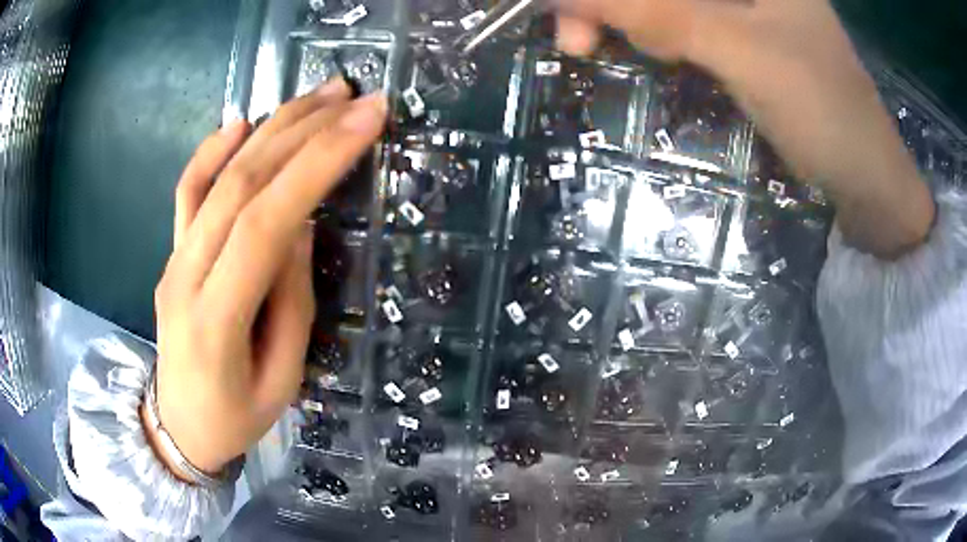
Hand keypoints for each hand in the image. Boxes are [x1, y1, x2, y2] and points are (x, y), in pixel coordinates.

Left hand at [144, 79, 387, 478]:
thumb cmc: (235, 417)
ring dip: (271, 128)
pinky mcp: (171, 252)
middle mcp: (186, 275)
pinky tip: (243, 120)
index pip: (266, 221)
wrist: (178, 427)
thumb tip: (300, 225)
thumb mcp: (281, 381)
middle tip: (354, 97)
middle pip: (242, 184)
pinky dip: (212, 149)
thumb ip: (290, 301)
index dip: (317, 164)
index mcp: (216, 319)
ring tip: (319, 96)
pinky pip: (186, 192)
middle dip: (304, 131)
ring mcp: (173, 259)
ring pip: (218, 177)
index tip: (366, 121)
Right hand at [553, 0, 934, 257]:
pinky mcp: (745, 38)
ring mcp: (747, 10)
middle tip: (578, 41)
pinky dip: (656, 34)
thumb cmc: (825, 113)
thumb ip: (662, 15)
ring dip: (631, 20)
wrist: (868, 183)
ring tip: (604, 48)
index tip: (568, 13)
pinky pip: (683, 21)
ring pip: (669, 2)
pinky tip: (652, 52)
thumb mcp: (744, 54)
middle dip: (615, 5)